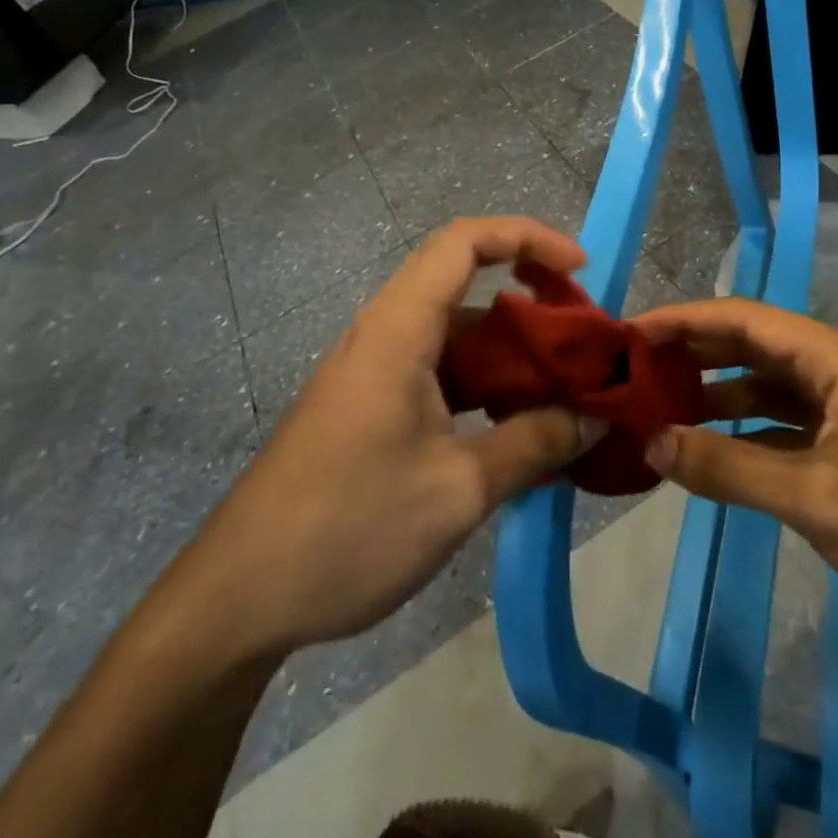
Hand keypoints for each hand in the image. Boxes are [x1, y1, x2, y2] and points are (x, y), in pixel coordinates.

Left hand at [177, 217, 605, 663]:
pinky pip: (440, 373)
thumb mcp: (457, 490)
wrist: (239, 600)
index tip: (580, 269)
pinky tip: (517, 428)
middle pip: (465, 282)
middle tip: (583, 337)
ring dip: (510, 350)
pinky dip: (485, 385)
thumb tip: (598, 416)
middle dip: (531, 297)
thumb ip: (534, 444)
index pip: (465, 242)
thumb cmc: (348, 529)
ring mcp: (376, 372)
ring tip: (565, 388)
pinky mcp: (372, 407)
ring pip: (457, 334)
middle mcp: (386, 334)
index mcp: (399, 330)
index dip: (528, 237)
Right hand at [633, 298, 837, 656]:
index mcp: (835, 359)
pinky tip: (714, 452)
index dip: (684, 319)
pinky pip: (788, 426)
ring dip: (720, 395)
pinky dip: (748, 434)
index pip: (743, 318)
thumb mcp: (813, 497)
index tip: (631, 333)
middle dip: (696, 352)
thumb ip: (727, 468)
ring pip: (770, 388)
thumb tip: (651, 442)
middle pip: (754, 346)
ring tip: (663, 407)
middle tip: (636, 368)